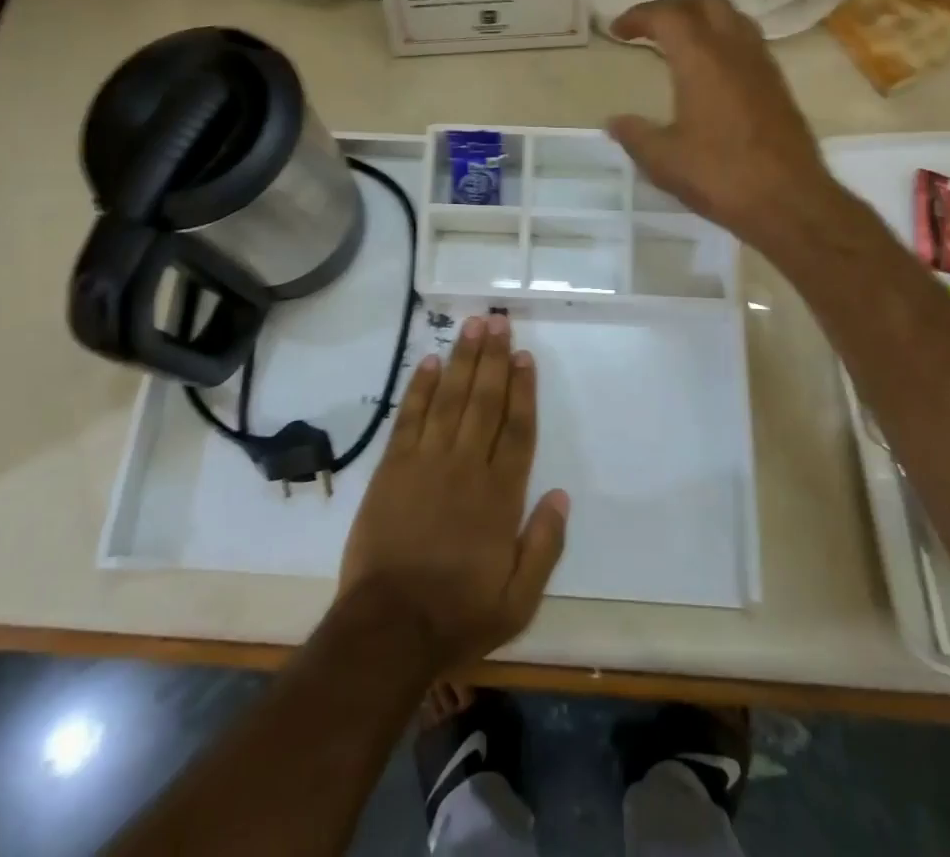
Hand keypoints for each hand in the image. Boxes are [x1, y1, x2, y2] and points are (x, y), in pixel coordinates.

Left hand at [337, 314, 568, 673]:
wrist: (388, 628)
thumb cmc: (458, 614)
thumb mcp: (519, 600)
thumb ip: (545, 545)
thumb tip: (561, 495)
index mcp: (500, 496)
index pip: (517, 430)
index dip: (523, 389)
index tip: (524, 356)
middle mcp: (466, 467)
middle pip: (484, 401)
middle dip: (493, 359)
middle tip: (498, 321)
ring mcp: (426, 463)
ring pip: (450, 399)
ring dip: (462, 360)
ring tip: (472, 326)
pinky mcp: (392, 468)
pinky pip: (409, 417)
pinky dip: (420, 388)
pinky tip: (430, 362)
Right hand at [607, 0, 837, 254]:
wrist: (790, 202)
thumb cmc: (721, 176)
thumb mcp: (664, 161)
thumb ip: (635, 135)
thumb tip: (615, 122)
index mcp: (702, 60)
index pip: (668, 16)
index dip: (639, 16)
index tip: (617, 30)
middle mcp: (735, 51)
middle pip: (705, 2)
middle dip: (673, 6)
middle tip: (649, 26)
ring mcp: (762, 65)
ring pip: (732, 18)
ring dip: (702, 19)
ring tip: (678, 42)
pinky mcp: (777, 85)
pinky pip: (747, 42)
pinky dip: (722, 39)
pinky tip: (709, 71)